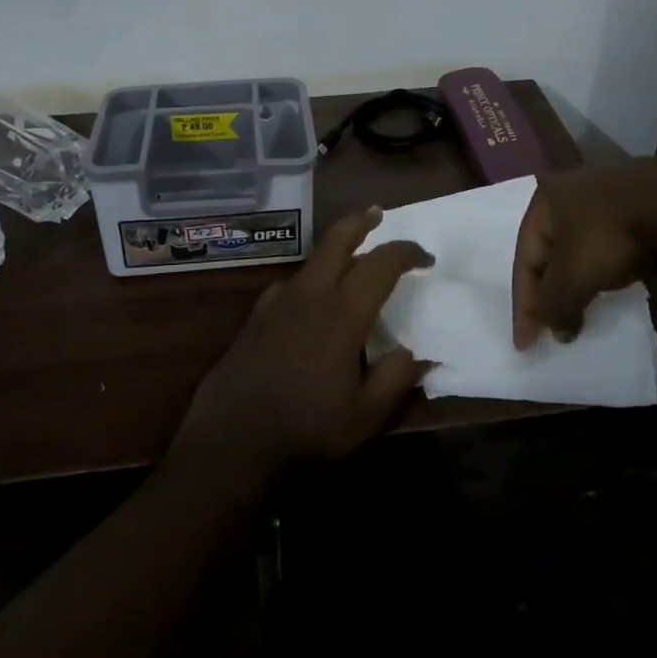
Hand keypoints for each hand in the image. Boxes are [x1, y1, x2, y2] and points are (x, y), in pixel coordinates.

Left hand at [172, 207, 433, 485]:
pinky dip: (309, 279)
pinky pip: (290, 284)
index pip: (381, 265)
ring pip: (312, 260)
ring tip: (351, 255)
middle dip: (361, 222)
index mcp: (342, 313)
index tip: (426, 258)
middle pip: (337, 240)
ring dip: (335, 248)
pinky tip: (310, 299)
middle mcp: (310, 295)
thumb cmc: (305, 430)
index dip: (406, 253)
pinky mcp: (256, 316)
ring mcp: (278, 302)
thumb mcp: (364, 416)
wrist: (231, 444)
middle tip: (377, 213)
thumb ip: (396, 378)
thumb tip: (418, 352)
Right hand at [512, 156, 656, 348]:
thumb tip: (557, 331)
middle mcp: (568, 192)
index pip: (524, 260)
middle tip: (551, 328)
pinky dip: (603, 271)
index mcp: (544, 201)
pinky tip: (611, 287)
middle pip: (549, 253)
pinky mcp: (635, 206)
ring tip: (580, 312)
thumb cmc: (609, 235)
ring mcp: (605, 196)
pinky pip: (607, 246)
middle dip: (549, 292)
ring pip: (579, 249)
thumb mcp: (573, 276)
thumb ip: (555, 305)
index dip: (524, 306)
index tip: (525, 346)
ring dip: (577, 282)